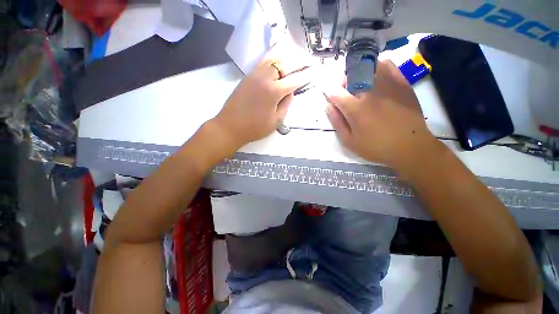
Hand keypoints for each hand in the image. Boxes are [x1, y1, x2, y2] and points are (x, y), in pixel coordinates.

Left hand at [212, 57, 311, 148]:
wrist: (230, 127)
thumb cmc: (255, 128)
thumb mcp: (276, 121)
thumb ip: (286, 105)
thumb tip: (291, 93)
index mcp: (274, 91)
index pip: (294, 80)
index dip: (305, 77)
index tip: (314, 72)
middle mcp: (265, 78)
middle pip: (283, 64)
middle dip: (295, 64)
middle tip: (302, 67)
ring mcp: (254, 75)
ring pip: (271, 60)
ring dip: (283, 61)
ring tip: (289, 66)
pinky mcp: (246, 77)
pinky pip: (261, 64)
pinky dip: (271, 61)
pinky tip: (275, 64)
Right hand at [325, 60, 440, 169]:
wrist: (410, 146)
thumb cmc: (376, 147)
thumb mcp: (349, 141)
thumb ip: (337, 122)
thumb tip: (328, 106)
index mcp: (355, 109)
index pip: (335, 92)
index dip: (330, 93)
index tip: (331, 98)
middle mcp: (370, 92)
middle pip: (350, 76)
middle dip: (343, 84)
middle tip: (346, 95)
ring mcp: (388, 84)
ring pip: (367, 67)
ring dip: (358, 74)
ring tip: (361, 86)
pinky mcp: (402, 83)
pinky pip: (387, 65)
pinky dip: (377, 68)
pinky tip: (376, 79)